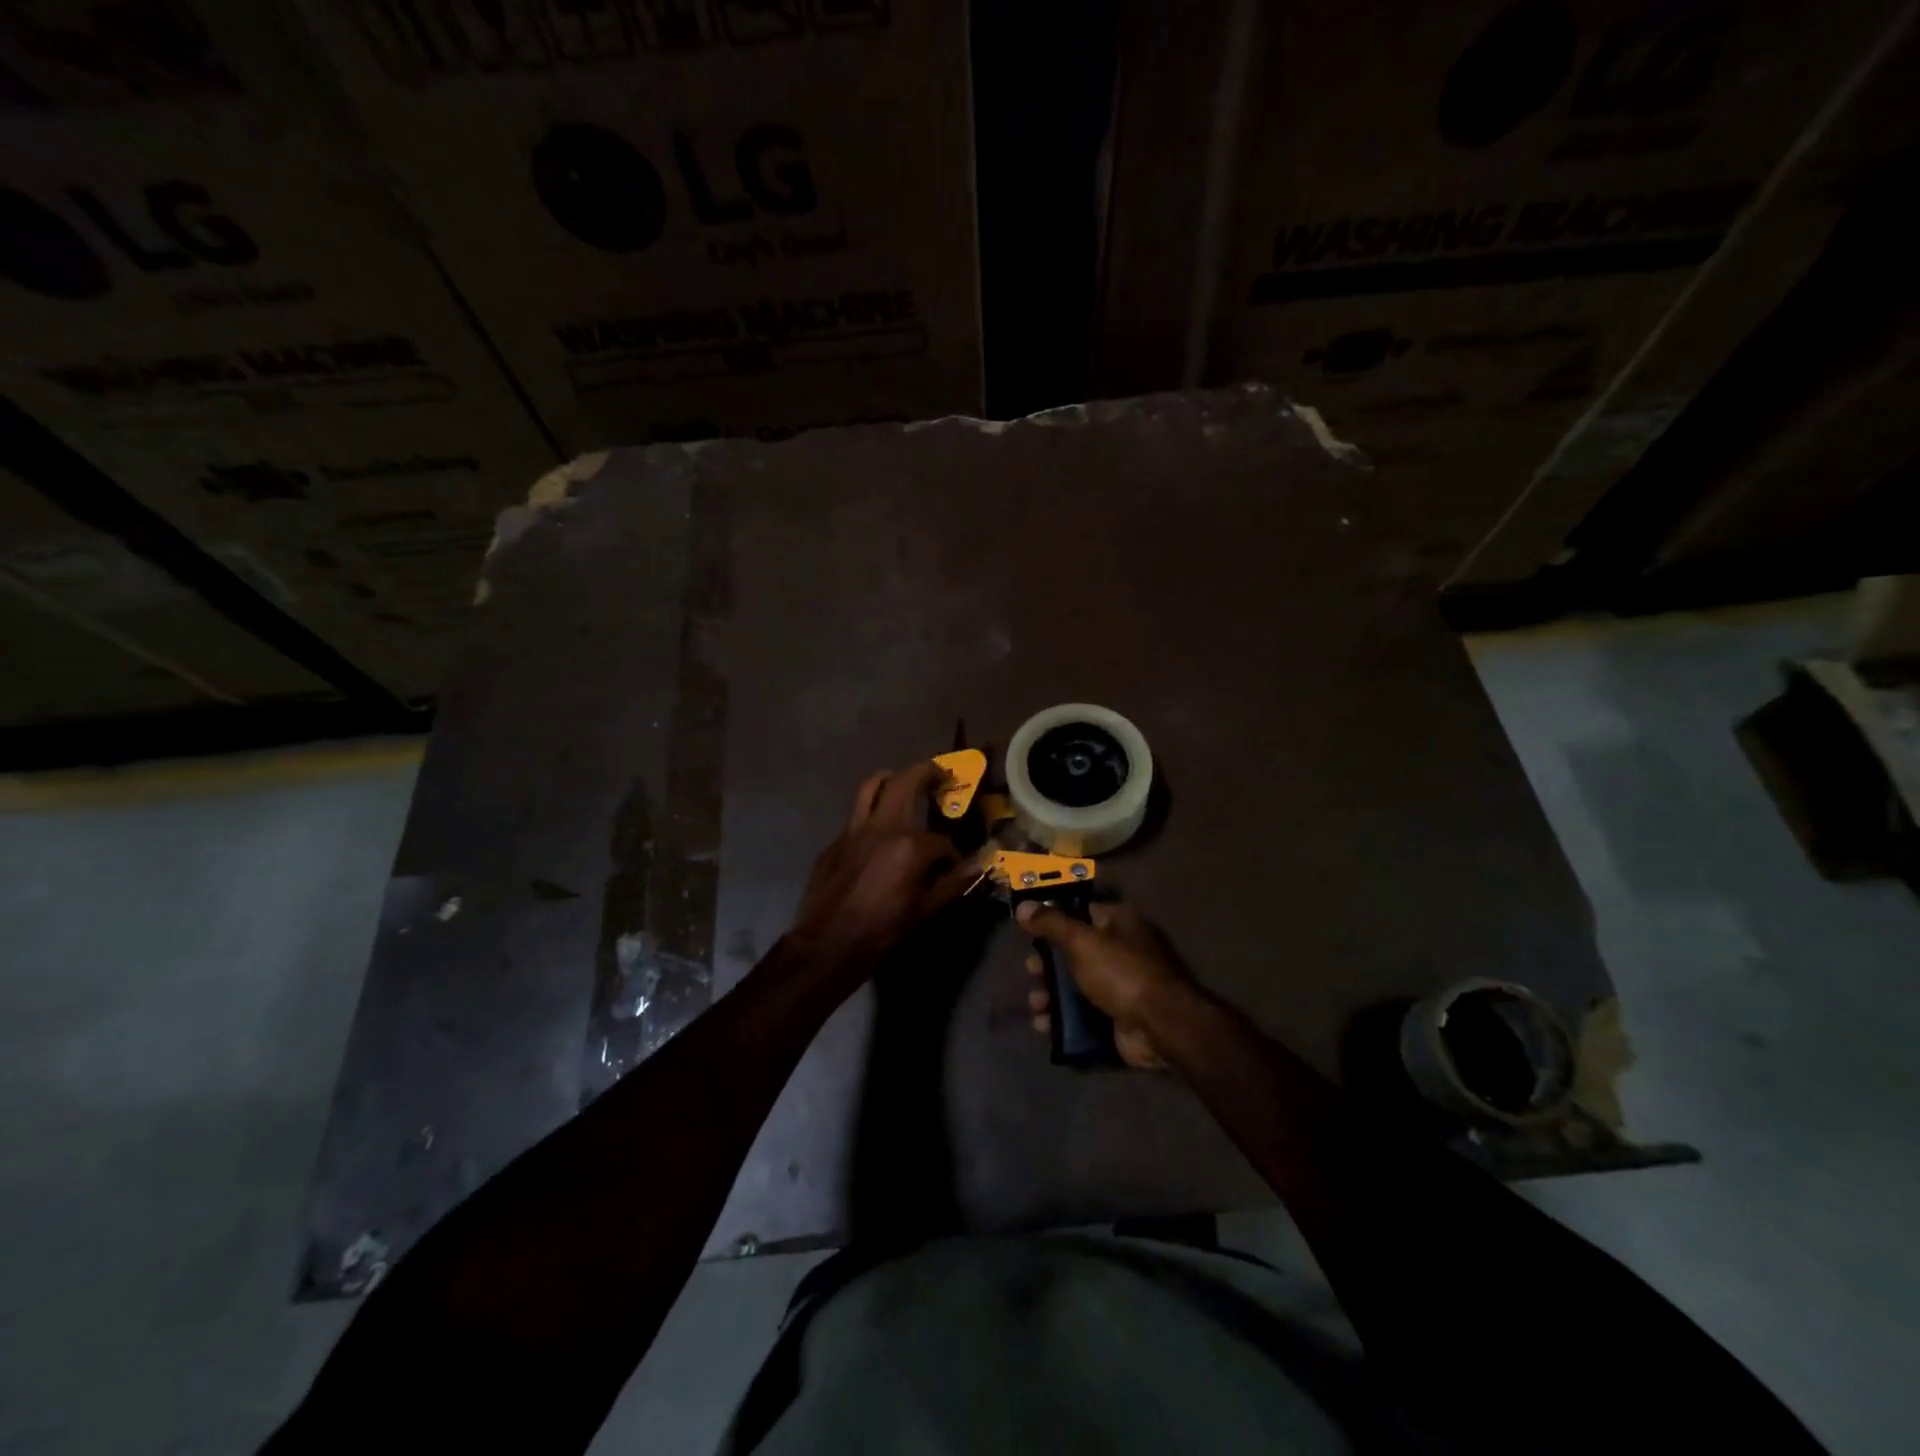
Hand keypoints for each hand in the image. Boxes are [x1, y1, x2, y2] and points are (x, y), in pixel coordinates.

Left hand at [788, 761, 978, 980]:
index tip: (954, 865)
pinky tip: (878, 832)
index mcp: (909, 846)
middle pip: (905, 782)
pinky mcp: (836, 841)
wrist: (827, 944)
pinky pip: (856, 815)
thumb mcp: (925, 910)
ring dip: (891, 778)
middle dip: (926, 771)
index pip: (941, 840)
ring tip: (903, 780)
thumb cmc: (882, 930)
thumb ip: (955, 882)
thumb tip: (983, 862)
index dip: (952, 853)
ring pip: (871, 786)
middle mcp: (882, 828)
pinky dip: (871, 811)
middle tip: (940, 773)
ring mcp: (854, 831)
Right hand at [1017, 900, 1197, 1070]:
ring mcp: (1120, 986)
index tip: (1029, 932)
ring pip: (1076, 986)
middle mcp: (1121, 950)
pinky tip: (1044, 1025)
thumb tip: (1023, 906)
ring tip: (1036, 1005)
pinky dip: (1063, 1019)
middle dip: (1048, 965)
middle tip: (1031, 973)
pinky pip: (1083, 1014)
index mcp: (1119, 923)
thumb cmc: (1121, 972)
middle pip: (1074, 953)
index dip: (1054, 921)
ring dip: (1051, 995)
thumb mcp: (1081, 941)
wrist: (1160, 1026)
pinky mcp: (1117, 1016)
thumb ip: (1051, 924)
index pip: (1081, 913)